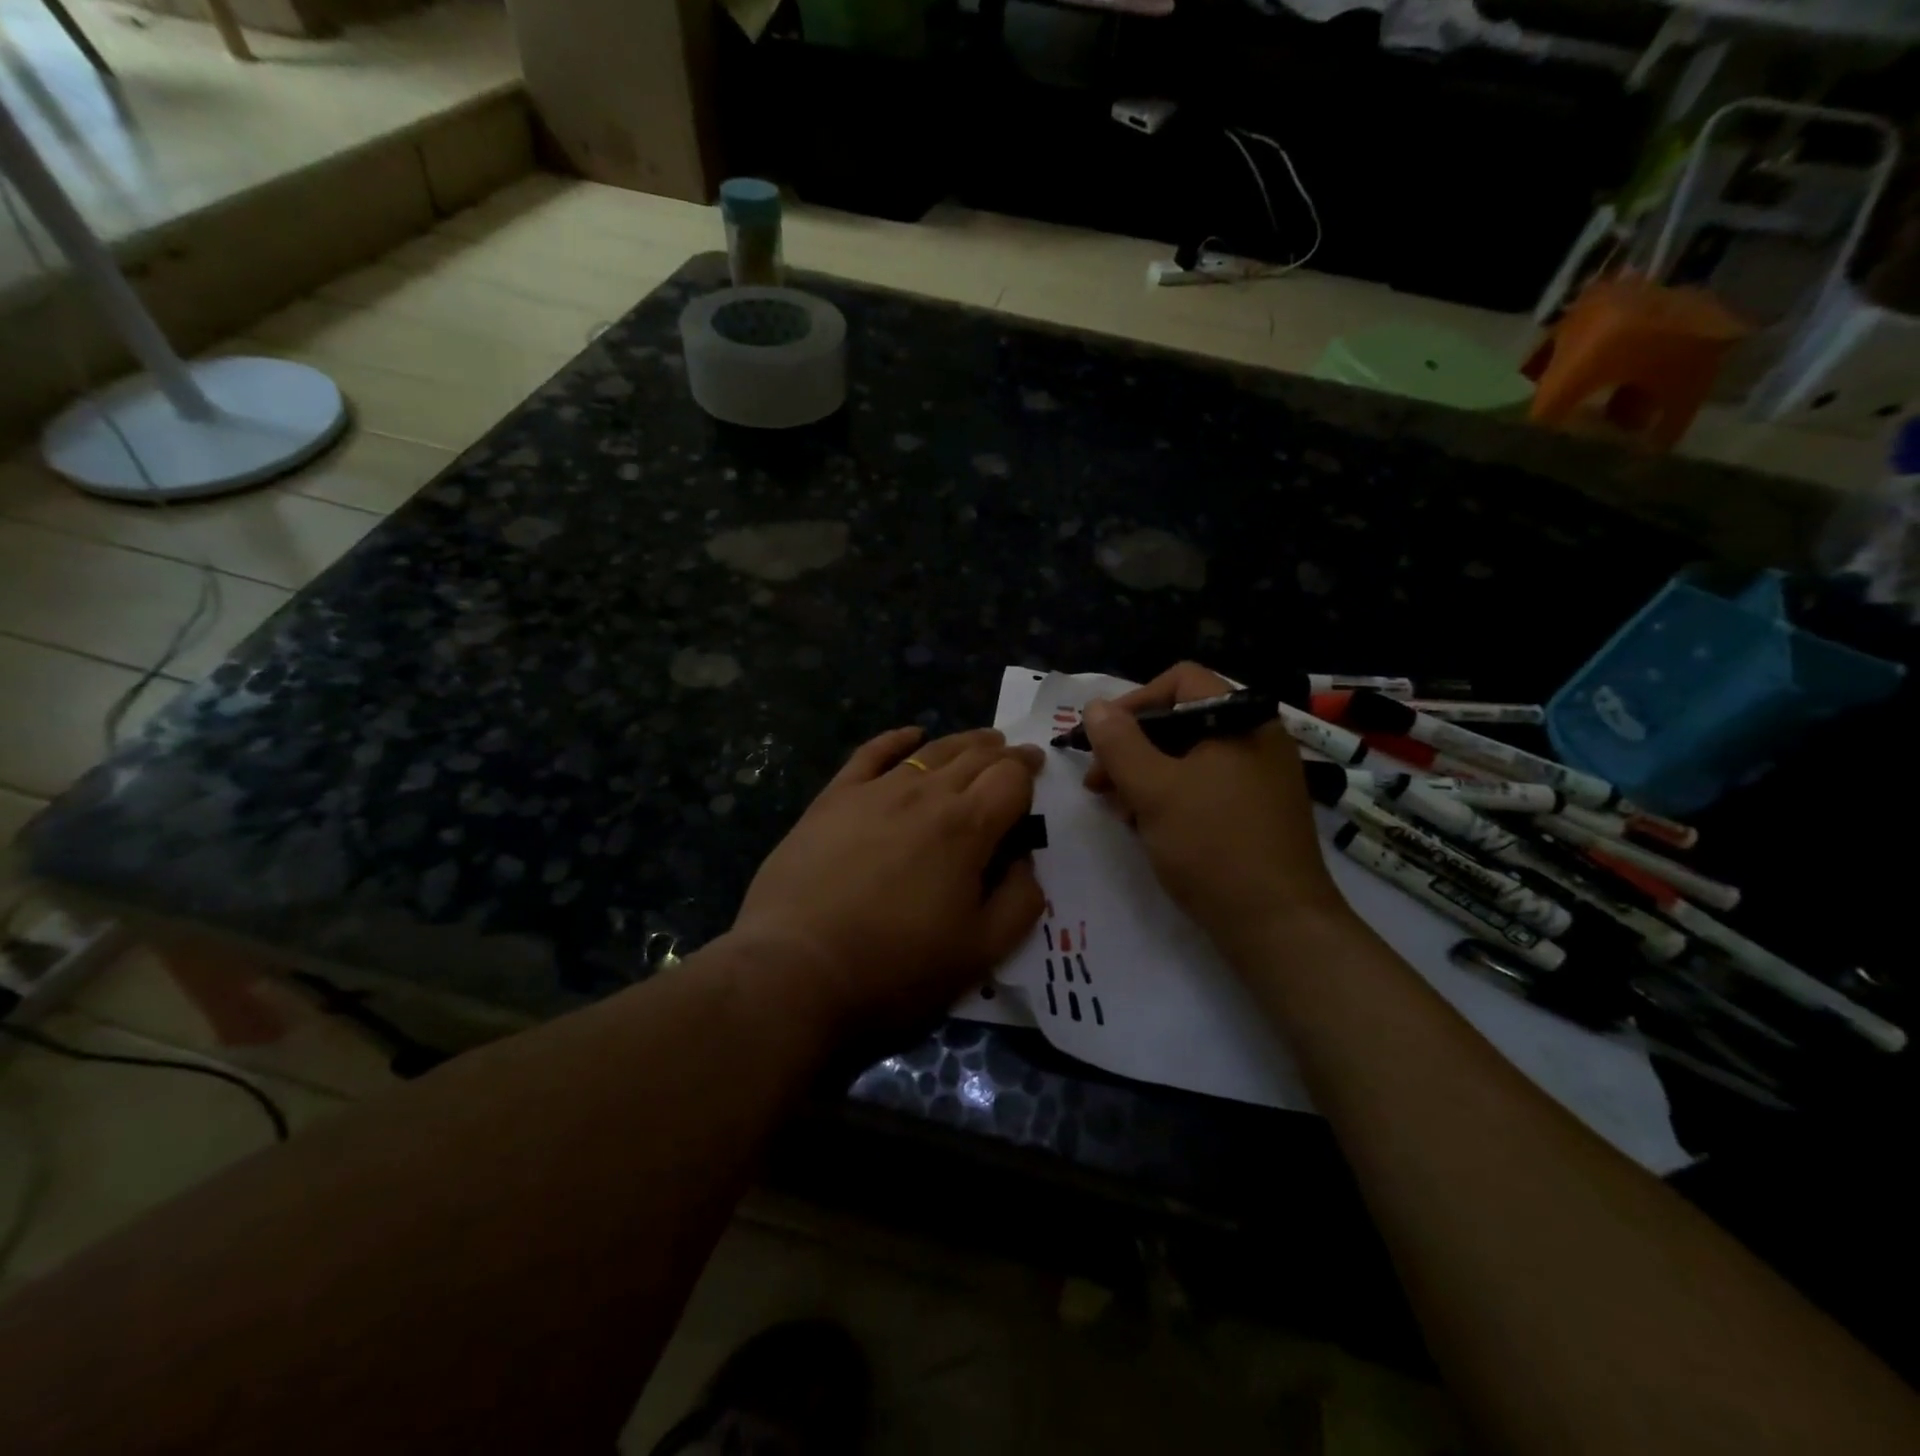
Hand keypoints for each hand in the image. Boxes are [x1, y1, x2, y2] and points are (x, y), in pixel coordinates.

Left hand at [730, 726, 1045, 1040]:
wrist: (797, 967)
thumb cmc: (896, 966)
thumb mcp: (980, 951)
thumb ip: (1020, 901)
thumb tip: (1025, 861)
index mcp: (966, 827)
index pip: (1010, 779)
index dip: (1029, 771)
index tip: (1037, 770)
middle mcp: (925, 794)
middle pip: (974, 757)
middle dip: (1002, 753)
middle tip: (1016, 753)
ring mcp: (875, 791)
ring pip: (930, 751)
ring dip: (962, 742)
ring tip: (981, 740)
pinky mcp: (834, 798)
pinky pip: (870, 754)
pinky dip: (896, 739)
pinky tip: (910, 734)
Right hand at [1081, 662, 1350, 959]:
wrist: (1279, 926)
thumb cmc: (1213, 846)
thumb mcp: (1154, 790)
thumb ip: (1119, 743)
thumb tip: (1095, 706)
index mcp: (1240, 720)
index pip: (1181, 680)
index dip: (1134, 701)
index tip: (1101, 738)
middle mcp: (1256, 738)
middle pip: (1182, 719)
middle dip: (1133, 746)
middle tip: (1099, 782)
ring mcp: (1260, 777)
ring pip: (1190, 757)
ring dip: (1146, 775)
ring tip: (1118, 809)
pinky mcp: (1257, 811)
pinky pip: (1205, 786)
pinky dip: (1172, 796)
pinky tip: (1147, 826)